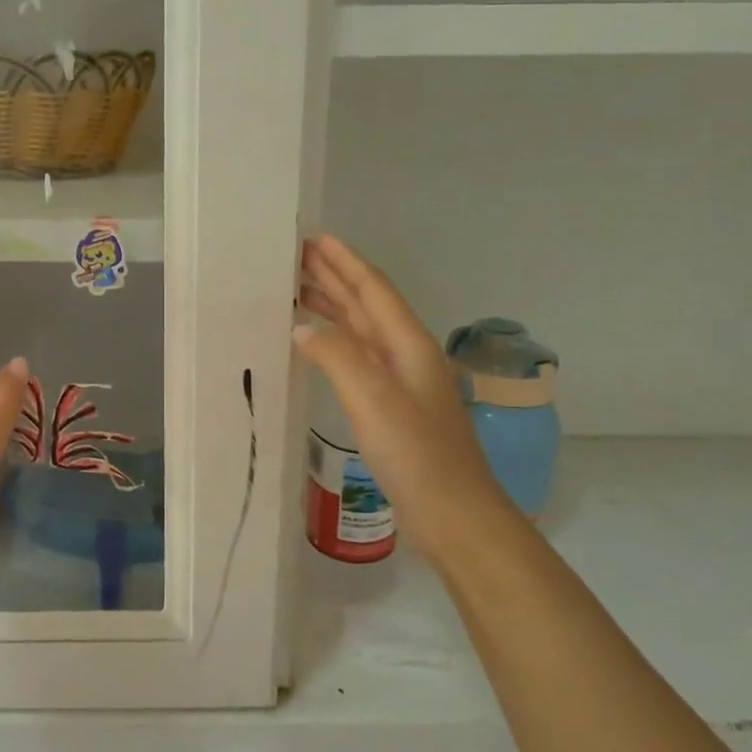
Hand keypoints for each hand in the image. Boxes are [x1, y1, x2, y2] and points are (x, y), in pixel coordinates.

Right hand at [295, 235, 515, 555]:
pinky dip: (335, 342)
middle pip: (368, 304)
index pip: (373, 290)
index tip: (315, 238)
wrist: (453, 513)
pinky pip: (358, 357)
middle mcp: (407, 355)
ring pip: (362, 330)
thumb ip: (337, 356)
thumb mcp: (372, 399)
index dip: (344, 262)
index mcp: (408, 344)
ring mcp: (401, 381)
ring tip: (299, 291)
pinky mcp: (392, 406)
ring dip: (334, 307)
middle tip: (298, 258)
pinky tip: (318, 345)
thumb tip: (303, 327)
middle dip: (336, 277)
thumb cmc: (416, 454)